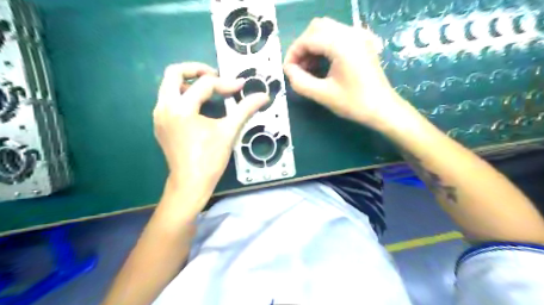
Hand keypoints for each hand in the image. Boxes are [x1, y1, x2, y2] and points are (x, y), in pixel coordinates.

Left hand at [154, 62, 267, 206]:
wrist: (190, 183)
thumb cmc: (210, 158)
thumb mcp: (229, 131)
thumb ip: (245, 109)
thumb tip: (263, 96)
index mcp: (181, 108)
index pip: (205, 85)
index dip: (226, 83)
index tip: (241, 87)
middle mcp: (164, 107)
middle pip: (173, 73)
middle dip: (196, 70)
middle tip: (214, 76)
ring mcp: (159, 116)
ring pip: (168, 86)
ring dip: (188, 83)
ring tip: (207, 91)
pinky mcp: (160, 124)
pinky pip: (168, 100)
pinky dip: (183, 96)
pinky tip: (198, 108)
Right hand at [286, 16, 407, 129]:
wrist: (382, 109)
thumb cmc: (354, 103)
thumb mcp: (322, 95)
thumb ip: (300, 81)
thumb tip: (288, 70)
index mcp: (342, 44)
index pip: (308, 39)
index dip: (293, 53)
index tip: (288, 70)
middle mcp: (351, 33)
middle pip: (316, 27)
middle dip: (302, 46)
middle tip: (298, 68)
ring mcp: (359, 36)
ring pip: (326, 29)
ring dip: (312, 45)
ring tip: (308, 68)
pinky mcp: (362, 42)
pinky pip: (337, 35)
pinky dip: (324, 45)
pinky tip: (322, 63)